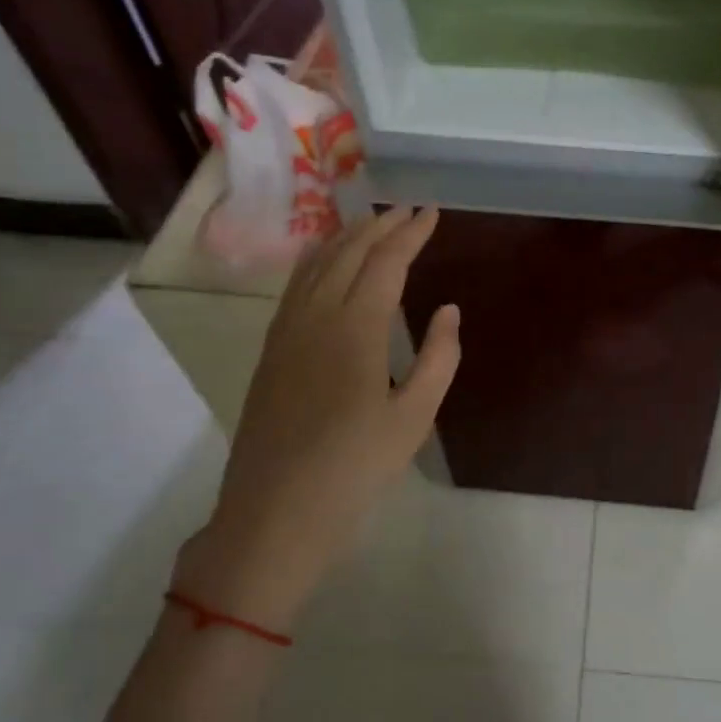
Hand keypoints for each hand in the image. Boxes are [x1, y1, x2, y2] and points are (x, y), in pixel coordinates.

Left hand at [173, 207, 460, 630]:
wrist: (276, 511)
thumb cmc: (356, 468)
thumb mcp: (415, 418)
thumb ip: (438, 358)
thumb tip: (449, 310)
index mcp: (356, 329)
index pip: (386, 262)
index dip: (410, 233)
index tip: (431, 213)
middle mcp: (316, 316)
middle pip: (348, 252)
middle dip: (379, 225)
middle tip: (407, 210)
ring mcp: (286, 331)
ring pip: (316, 264)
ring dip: (346, 237)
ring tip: (370, 222)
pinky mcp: (271, 350)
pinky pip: (296, 286)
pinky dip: (317, 260)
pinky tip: (325, 262)